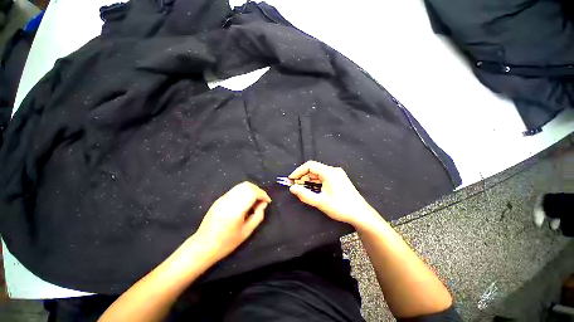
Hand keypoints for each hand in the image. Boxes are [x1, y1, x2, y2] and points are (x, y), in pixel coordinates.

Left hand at [193, 182, 270, 262]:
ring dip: (251, 190)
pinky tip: (245, 201)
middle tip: (262, 200)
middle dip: (258, 190)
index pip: (252, 193)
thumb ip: (258, 216)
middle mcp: (229, 200)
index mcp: (235, 210)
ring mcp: (223, 198)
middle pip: (247, 186)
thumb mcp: (246, 232)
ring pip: (241, 185)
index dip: (263, 194)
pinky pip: (235, 190)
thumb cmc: (226, 243)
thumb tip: (263, 204)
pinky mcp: (219, 199)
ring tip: (255, 200)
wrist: (203, 246)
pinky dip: (244, 191)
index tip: (268, 201)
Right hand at [288, 161, 375, 227]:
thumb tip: (292, 188)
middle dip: (303, 176)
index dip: (298, 171)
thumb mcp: (320, 202)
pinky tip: (312, 189)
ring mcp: (337, 174)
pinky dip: (316, 182)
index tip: (291, 179)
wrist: (361, 214)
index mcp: (329, 172)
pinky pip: (324, 177)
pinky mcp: (338, 179)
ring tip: (301, 188)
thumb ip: (304, 194)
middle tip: (295, 186)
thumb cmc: (340, 207)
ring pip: (318, 173)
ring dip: (309, 180)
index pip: (309, 165)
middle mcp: (333, 170)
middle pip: (314, 169)